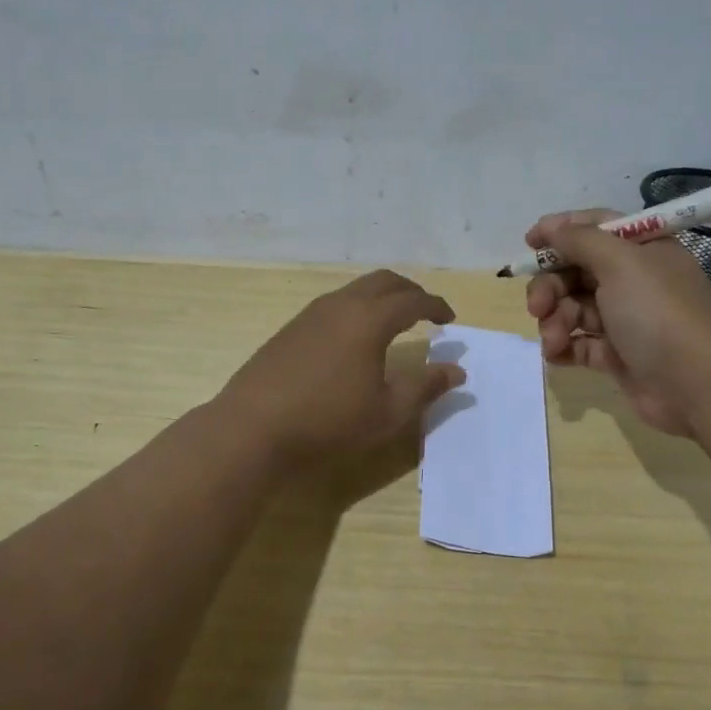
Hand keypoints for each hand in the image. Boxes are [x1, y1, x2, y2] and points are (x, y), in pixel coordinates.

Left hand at [217, 270, 464, 463]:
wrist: (253, 428)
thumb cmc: (329, 421)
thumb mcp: (387, 412)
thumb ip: (425, 386)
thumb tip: (456, 370)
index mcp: (369, 319)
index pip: (413, 300)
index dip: (436, 306)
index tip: (449, 319)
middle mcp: (341, 305)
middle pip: (384, 281)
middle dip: (410, 291)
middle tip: (426, 312)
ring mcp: (311, 313)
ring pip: (356, 289)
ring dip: (381, 297)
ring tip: (394, 322)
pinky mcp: (291, 328)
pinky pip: (335, 303)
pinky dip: (357, 308)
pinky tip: (355, 339)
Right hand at [524, 210, 710, 435]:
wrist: (699, 386)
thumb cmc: (659, 313)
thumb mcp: (621, 263)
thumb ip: (580, 240)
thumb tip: (551, 227)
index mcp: (642, 250)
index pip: (595, 227)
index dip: (561, 231)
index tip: (529, 243)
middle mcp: (634, 280)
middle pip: (576, 270)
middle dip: (550, 286)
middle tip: (537, 306)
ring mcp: (625, 319)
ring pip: (572, 308)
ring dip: (555, 321)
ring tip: (554, 339)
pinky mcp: (617, 355)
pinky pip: (579, 343)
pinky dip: (563, 346)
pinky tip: (556, 355)